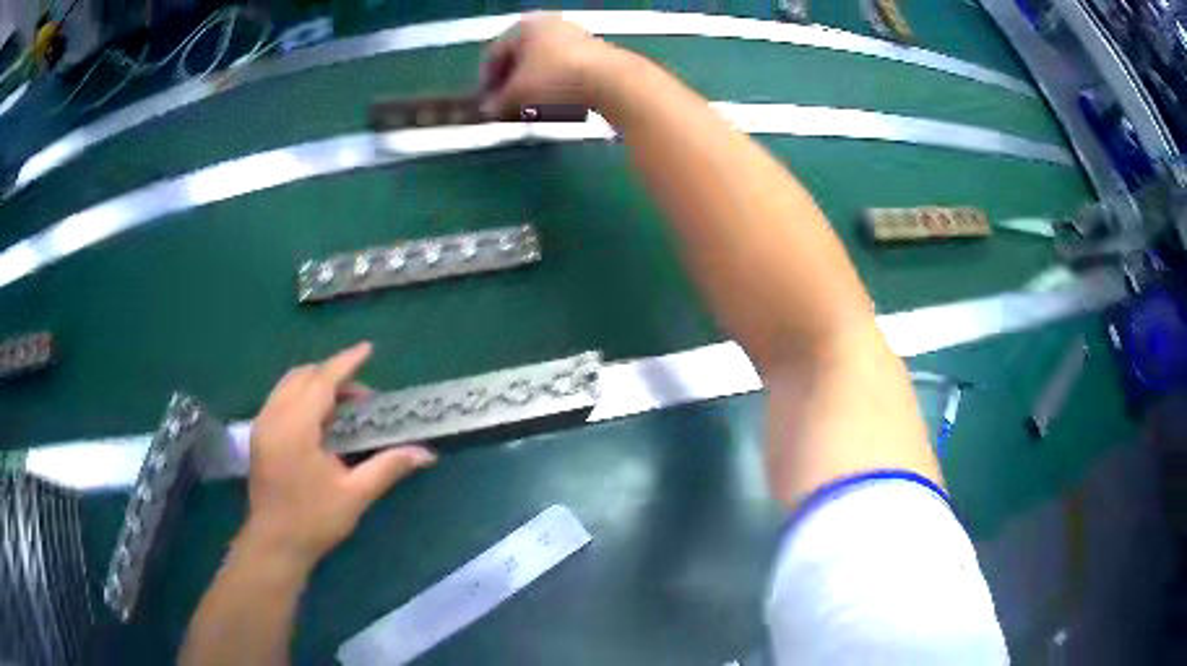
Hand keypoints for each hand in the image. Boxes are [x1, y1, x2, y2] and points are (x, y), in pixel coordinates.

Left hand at [239, 342, 436, 572]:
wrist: (275, 544)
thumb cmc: (314, 521)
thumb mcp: (355, 495)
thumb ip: (388, 467)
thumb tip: (426, 453)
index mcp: (295, 428)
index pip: (322, 381)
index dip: (346, 362)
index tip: (369, 349)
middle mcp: (274, 417)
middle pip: (303, 376)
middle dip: (333, 374)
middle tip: (363, 396)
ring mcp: (262, 424)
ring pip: (289, 384)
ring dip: (317, 384)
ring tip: (345, 405)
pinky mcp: (259, 434)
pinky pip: (281, 397)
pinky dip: (302, 395)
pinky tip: (320, 419)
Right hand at [479, 13, 622, 117]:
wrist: (613, 82)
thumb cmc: (555, 79)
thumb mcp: (517, 95)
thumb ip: (497, 103)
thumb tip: (488, 110)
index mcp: (525, 26)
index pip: (494, 53)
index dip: (486, 81)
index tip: (486, 104)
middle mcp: (550, 24)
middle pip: (521, 58)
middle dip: (511, 85)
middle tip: (505, 108)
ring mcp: (576, 36)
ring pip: (544, 65)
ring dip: (533, 88)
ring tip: (529, 111)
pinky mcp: (596, 54)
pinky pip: (565, 71)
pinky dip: (555, 87)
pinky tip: (555, 107)